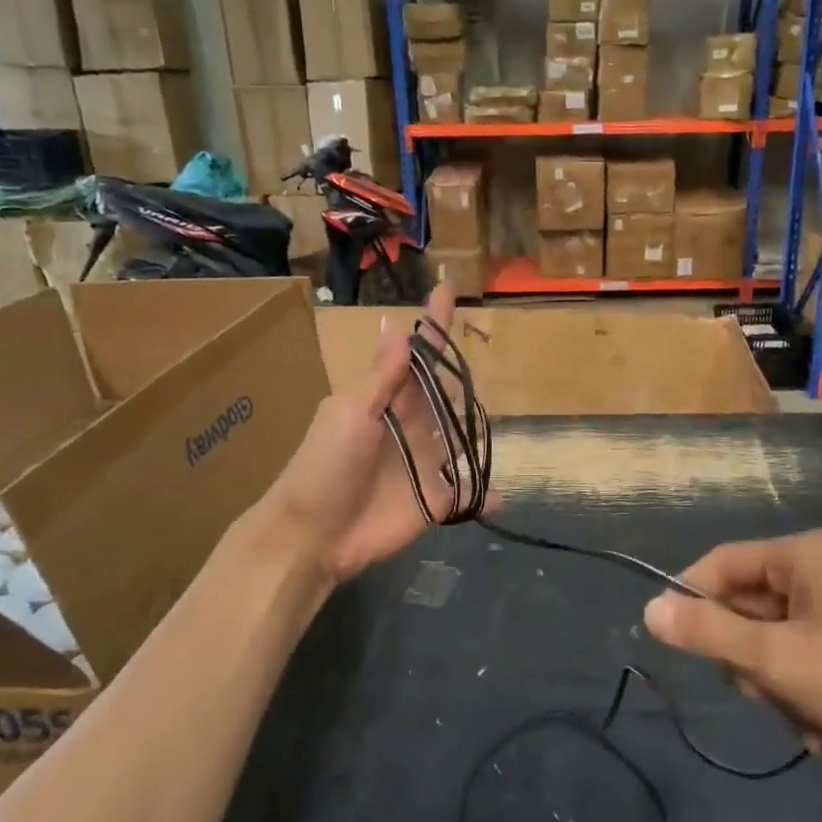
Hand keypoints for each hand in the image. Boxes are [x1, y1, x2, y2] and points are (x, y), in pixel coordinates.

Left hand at [260, 284, 490, 585]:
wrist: (314, 535)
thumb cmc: (325, 466)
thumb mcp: (350, 414)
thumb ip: (382, 378)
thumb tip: (400, 327)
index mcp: (388, 399)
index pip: (418, 356)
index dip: (433, 325)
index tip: (446, 287)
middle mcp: (412, 425)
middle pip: (446, 392)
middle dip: (460, 378)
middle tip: (476, 364)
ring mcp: (427, 461)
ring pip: (461, 435)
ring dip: (477, 426)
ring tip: (494, 416)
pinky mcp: (437, 499)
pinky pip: (468, 490)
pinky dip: (487, 491)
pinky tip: (506, 493)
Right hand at [642, 530, 821, 777]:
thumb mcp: (780, 662)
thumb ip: (710, 634)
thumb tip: (650, 610)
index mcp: (805, 553)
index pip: (722, 563)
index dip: (693, 602)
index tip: (681, 649)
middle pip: (751, 603)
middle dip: (750, 657)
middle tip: (765, 696)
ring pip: (779, 635)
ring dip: (779, 681)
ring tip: (804, 721)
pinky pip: (811, 650)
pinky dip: (807, 686)